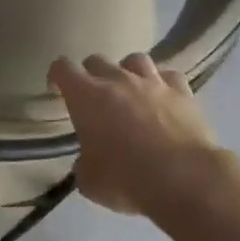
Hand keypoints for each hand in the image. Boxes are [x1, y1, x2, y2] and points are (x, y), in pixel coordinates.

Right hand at [49, 54, 221, 215]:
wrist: (183, 178)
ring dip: (127, 72)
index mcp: (86, 97)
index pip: (63, 68)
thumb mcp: (89, 181)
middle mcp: (118, 80)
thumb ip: (84, 164)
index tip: (57, 89)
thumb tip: (88, 162)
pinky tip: (162, 98)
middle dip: (90, 74)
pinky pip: (169, 76)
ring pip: (135, 59)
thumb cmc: (125, 179)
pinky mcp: (183, 92)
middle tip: (92, 97)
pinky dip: (162, 84)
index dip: (57, 76)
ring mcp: (153, 83)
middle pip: (97, 60)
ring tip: (129, 90)